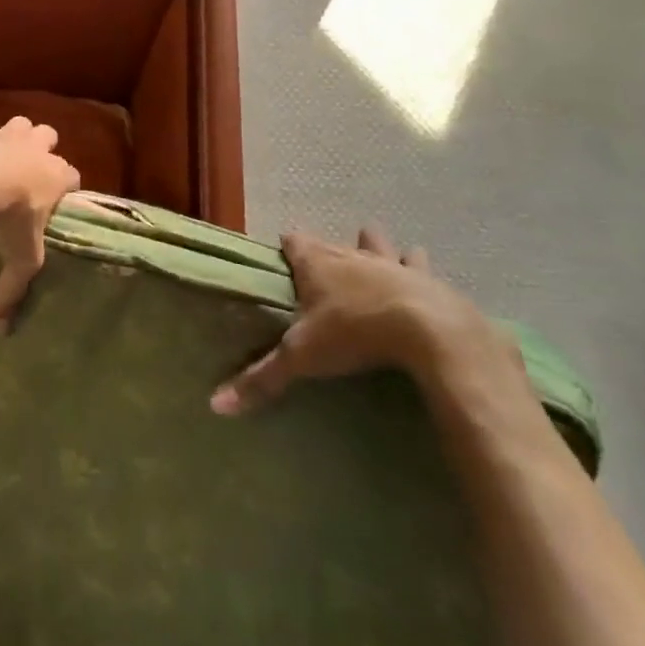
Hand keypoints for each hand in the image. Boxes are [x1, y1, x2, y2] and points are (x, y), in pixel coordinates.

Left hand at [0, 118, 79, 332]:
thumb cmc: (7, 217)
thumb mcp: (19, 258)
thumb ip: (12, 291)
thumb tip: (1, 330)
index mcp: (55, 174)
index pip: (73, 174)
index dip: (65, 185)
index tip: (56, 200)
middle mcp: (33, 147)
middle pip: (47, 134)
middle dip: (41, 146)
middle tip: (27, 170)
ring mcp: (1, 134)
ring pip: (14, 125)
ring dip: (7, 139)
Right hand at [211, 225, 508, 414]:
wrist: (428, 330)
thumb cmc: (353, 333)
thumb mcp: (302, 358)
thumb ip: (262, 377)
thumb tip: (216, 404)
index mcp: (316, 264)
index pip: (293, 241)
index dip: (287, 246)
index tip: (283, 253)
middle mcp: (350, 255)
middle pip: (333, 242)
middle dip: (328, 250)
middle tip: (324, 265)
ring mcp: (390, 263)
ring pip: (378, 243)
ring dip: (374, 247)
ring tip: (373, 252)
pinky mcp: (425, 278)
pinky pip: (418, 264)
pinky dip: (416, 268)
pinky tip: (421, 274)